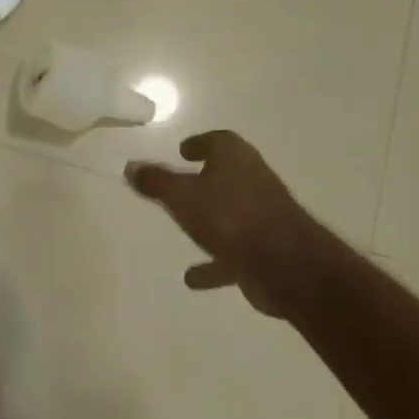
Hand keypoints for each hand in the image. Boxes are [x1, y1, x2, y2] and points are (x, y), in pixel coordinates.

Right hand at [125, 131, 338, 320]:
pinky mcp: (266, 250)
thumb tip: (131, 166)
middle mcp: (254, 181)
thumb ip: (156, 181)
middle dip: (205, 180)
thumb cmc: (231, 218)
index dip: (200, 143)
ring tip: (184, 230)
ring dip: (210, 221)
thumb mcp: (182, 196)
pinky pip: (234, 252)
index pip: (219, 141)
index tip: (182, 151)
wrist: (287, 266)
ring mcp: (263, 216)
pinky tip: (192, 278)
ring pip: (230, 213)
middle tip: (180, 185)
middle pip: (227, 175)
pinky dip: (215, 262)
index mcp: (236, 159)